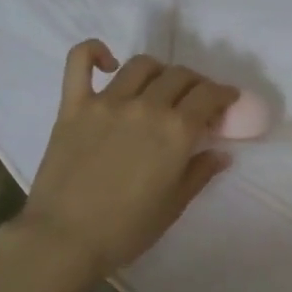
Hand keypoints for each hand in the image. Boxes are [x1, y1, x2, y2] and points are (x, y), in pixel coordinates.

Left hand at [20, 41, 237, 274]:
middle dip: (196, 84)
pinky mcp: (73, 105)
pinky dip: (94, 51)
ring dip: (159, 71)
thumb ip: (200, 172)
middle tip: (196, 100)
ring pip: (141, 65)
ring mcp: (107, 102)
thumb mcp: (174, 205)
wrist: (64, 239)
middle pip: (179, 76)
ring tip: (159, 86)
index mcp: (176, 132)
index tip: (227, 101)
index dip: (224, 94)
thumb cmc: (126, 229)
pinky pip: (79, 62)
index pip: (209, 95)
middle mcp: (146, 107)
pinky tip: (108, 62)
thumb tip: (221, 153)